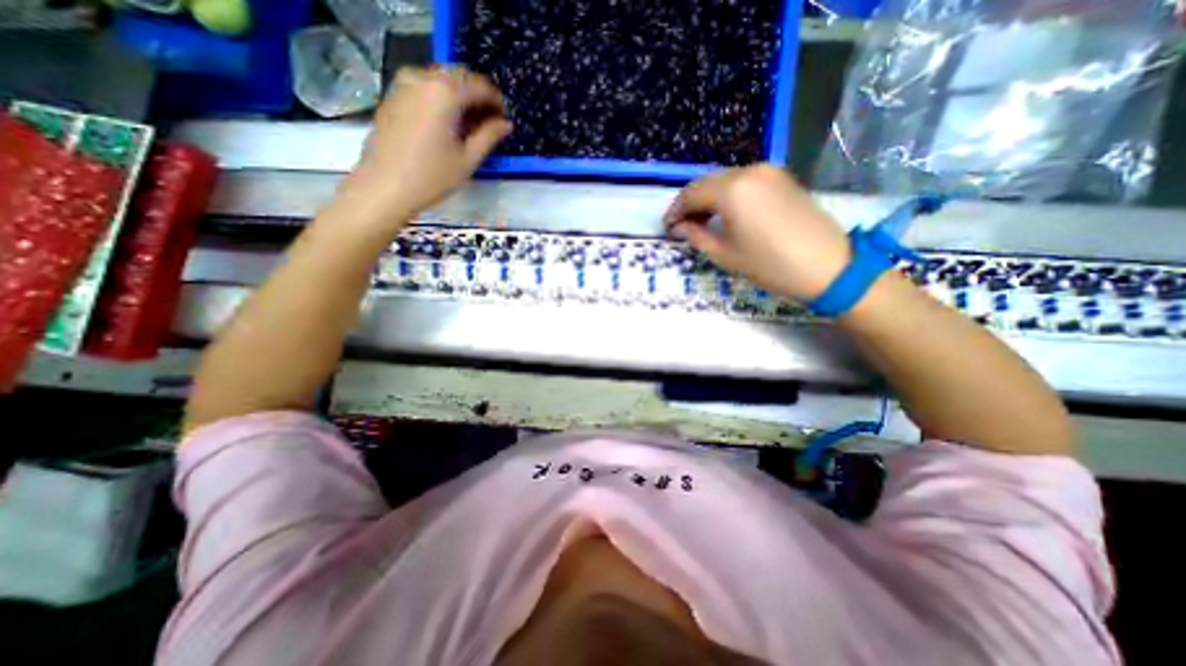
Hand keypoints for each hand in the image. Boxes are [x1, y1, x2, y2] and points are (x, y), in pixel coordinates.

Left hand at [342, 64, 510, 221]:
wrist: (384, 187)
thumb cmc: (432, 177)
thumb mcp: (468, 160)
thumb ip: (489, 136)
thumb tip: (506, 124)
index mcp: (444, 92)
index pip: (479, 85)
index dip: (496, 100)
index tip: (505, 117)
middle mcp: (422, 79)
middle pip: (458, 76)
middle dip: (477, 95)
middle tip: (490, 120)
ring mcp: (403, 85)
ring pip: (440, 80)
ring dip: (459, 96)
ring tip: (470, 123)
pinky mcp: (392, 97)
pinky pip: (423, 88)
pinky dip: (440, 98)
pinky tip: (447, 122)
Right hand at [666, 166, 853, 301]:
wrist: (827, 266)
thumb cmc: (770, 265)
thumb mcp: (725, 255)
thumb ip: (697, 236)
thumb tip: (679, 227)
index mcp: (732, 190)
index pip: (691, 193)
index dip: (675, 210)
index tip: (667, 226)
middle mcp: (749, 171)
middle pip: (707, 182)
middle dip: (690, 203)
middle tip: (681, 225)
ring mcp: (768, 171)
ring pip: (725, 179)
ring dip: (708, 198)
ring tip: (701, 221)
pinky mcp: (782, 178)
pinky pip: (744, 181)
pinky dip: (728, 195)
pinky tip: (725, 213)